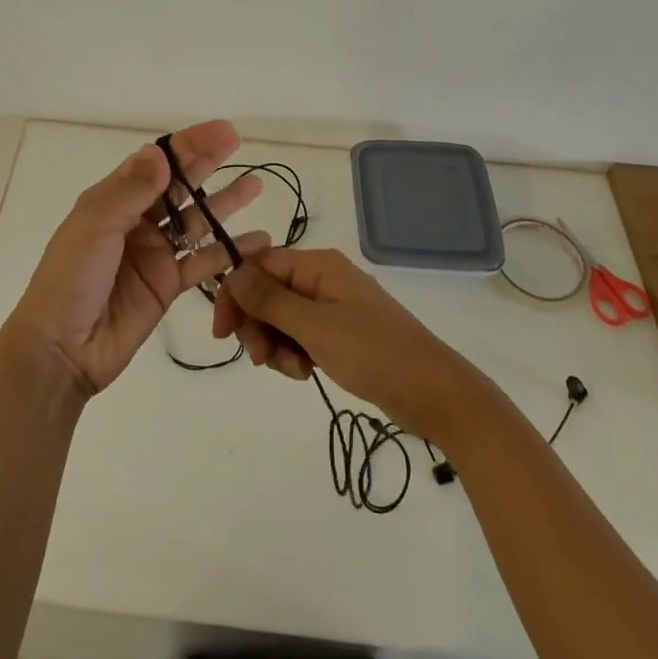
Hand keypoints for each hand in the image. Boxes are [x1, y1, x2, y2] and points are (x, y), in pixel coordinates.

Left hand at [6, 121, 269, 396]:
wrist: (61, 349)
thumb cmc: (70, 279)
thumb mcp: (95, 226)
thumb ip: (131, 192)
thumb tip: (161, 153)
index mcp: (113, 199)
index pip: (155, 162)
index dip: (187, 144)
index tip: (219, 130)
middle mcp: (136, 220)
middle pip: (179, 185)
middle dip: (207, 161)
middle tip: (237, 141)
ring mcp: (154, 253)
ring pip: (196, 220)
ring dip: (224, 202)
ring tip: (256, 185)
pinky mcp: (168, 284)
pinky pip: (204, 262)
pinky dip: (230, 251)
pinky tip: (257, 241)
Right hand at [213, 247, 490, 441]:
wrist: (434, 393)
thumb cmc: (373, 353)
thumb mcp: (315, 327)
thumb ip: (270, 300)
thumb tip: (232, 272)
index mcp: (318, 265)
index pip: (258, 265)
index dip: (235, 294)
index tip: (223, 333)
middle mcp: (322, 278)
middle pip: (267, 292)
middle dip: (257, 326)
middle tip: (262, 360)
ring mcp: (332, 306)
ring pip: (281, 318)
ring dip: (276, 345)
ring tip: (296, 371)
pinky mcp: (340, 332)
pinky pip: (300, 335)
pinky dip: (295, 354)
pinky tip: (308, 373)